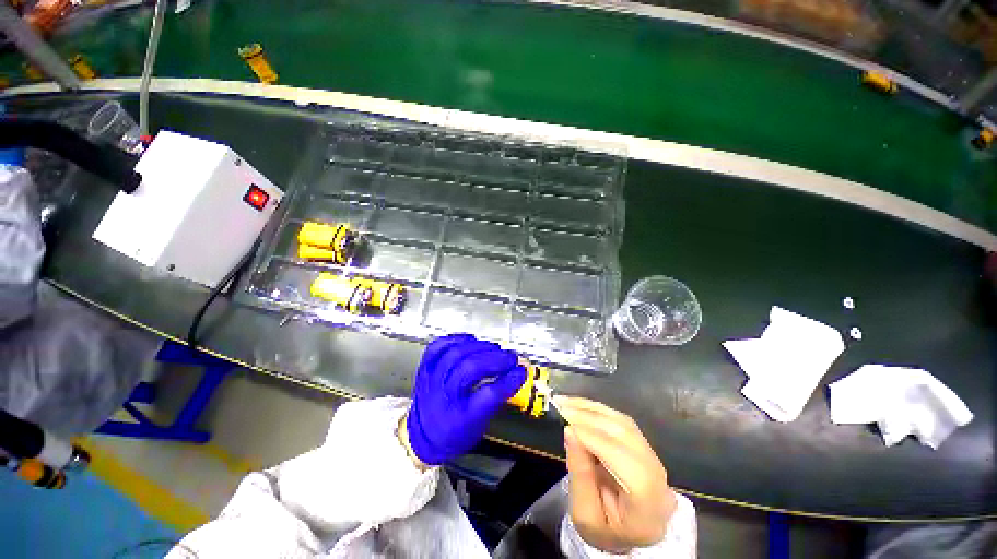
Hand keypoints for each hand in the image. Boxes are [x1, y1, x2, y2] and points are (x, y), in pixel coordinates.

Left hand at [406, 334, 526, 464]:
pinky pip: (439, 345)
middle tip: (510, 357)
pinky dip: (458, 339)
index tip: (521, 371)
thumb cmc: (453, 434)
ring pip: (456, 353)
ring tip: (495, 349)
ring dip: (481, 347)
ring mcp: (431, 379)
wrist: (421, 436)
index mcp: (459, 419)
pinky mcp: (425, 367)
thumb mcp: (479, 426)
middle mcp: (443, 397)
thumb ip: (496, 399)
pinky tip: (471, 341)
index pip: (487, 396)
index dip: (508, 381)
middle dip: (496, 359)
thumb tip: (515, 374)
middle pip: (470, 368)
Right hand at [558, 396, 676, 553]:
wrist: (629, 528)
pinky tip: (579, 405)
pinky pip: (621, 420)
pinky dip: (598, 410)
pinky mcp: (643, 444)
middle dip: (590, 419)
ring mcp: (653, 457)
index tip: (567, 427)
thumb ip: (580, 475)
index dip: (598, 442)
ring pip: (623, 423)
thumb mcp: (586, 516)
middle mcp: (658, 476)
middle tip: (560, 408)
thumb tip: (570, 432)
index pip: (628, 466)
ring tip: (565, 403)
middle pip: (627, 438)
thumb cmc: (605, 530)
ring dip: (592, 409)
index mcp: (649, 505)